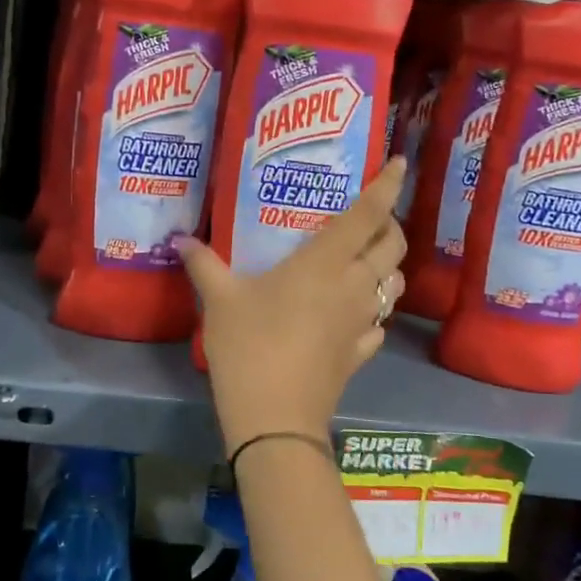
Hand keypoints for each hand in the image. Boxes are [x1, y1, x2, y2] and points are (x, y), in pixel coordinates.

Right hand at [178, 158, 407, 455]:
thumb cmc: (249, 346)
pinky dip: (374, 309)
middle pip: (393, 246)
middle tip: (370, 217)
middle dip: (390, 225)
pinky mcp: (361, 353)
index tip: (400, 163)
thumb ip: (204, 264)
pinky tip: (353, 313)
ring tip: (365, 260)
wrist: (275, 417)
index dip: (387, 186)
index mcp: (326, 262)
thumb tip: (180, 238)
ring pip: (394, 283)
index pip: (368, 214)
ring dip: (387, 266)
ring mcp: (363, 321)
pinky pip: (379, 322)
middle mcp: (355, 285)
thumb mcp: (220, 300)